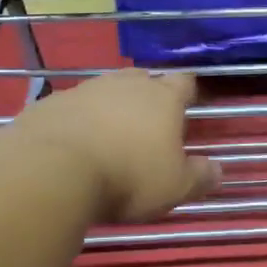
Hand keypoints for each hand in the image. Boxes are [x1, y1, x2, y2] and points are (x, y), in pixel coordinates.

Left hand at [0, 70, 221, 223]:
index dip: (188, 92)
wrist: (49, 171)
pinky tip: (71, 146)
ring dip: (109, 108)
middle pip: (143, 79)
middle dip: (147, 96)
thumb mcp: (174, 187)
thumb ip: (200, 177)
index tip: (188, 107)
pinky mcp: (48, 104)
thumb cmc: (127, 177)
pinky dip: (76, 121)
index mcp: (162, 98)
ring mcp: (84, 90)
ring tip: (108, 137)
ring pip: (104, 91)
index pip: (184, 82)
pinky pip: (70, 108)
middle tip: (148, 124)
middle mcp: (125, 85)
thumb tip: (219, 171)